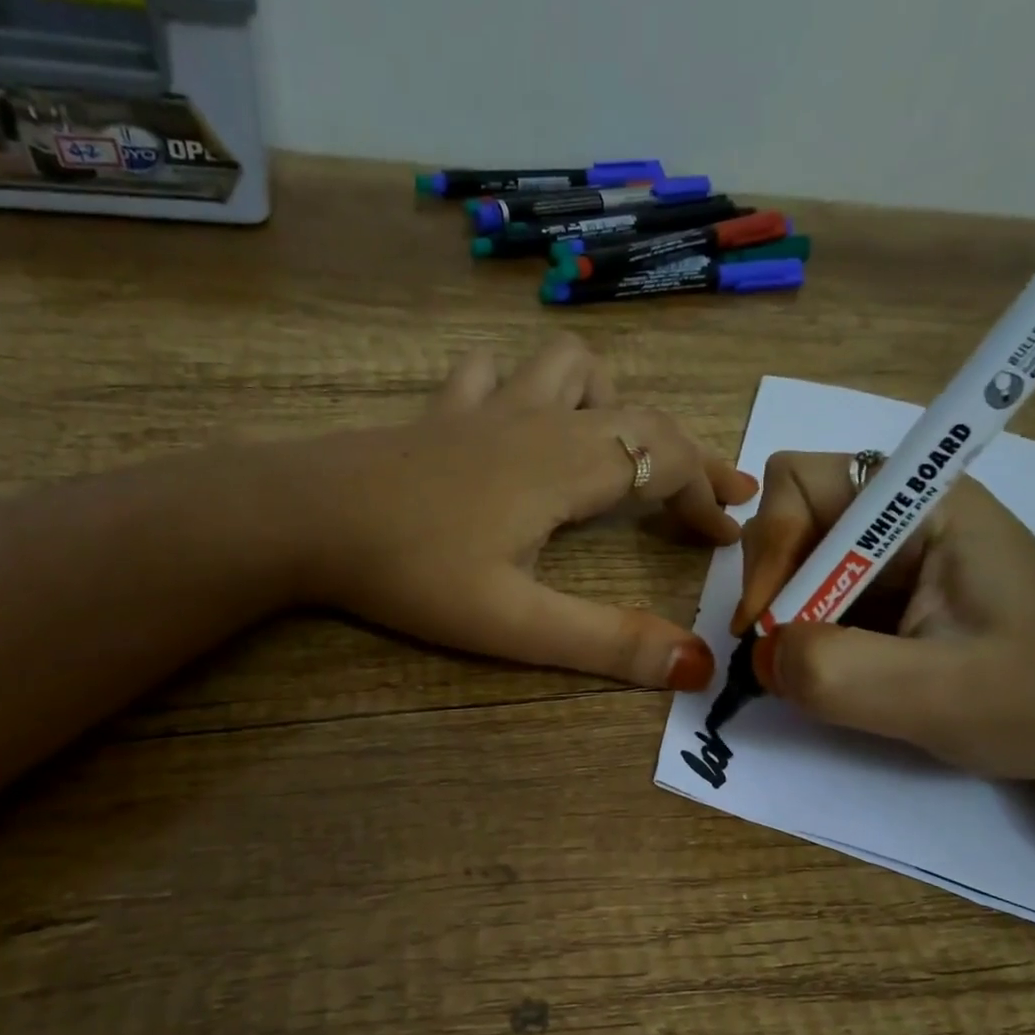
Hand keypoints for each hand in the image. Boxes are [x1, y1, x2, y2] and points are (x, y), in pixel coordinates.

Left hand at [291, 336, 754, 690]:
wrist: (304, 517)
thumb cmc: (411, 571)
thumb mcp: (515, 623)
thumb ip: (607, 643)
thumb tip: (696, 665)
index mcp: (567, 466)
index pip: (668, 460)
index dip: (709, 494)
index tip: (730, 535)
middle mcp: (538, 422)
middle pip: (636, 414)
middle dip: (682, 455)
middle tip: (704, 498)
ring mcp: (485, 408)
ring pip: (569, 368)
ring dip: (607, 402)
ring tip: (611, 450)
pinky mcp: (441, 412)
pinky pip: (495, 374)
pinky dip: (525, 387)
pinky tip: (514, 417)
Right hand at [735, 452, 1034, 784]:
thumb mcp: (938, 694)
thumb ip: (836, 670)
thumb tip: (764, 657)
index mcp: (926, 503)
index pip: (802, 482)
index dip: (770, 546)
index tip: (766, 624)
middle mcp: (904, 513)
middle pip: (791, 518)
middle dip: (772, 586)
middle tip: (779, 655)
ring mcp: (898, 553)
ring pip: (800, 562)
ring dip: (786, 616)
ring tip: (805, 672)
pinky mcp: (895, 592)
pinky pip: (821, 596)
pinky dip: (805, 634)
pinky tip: (828, 672)